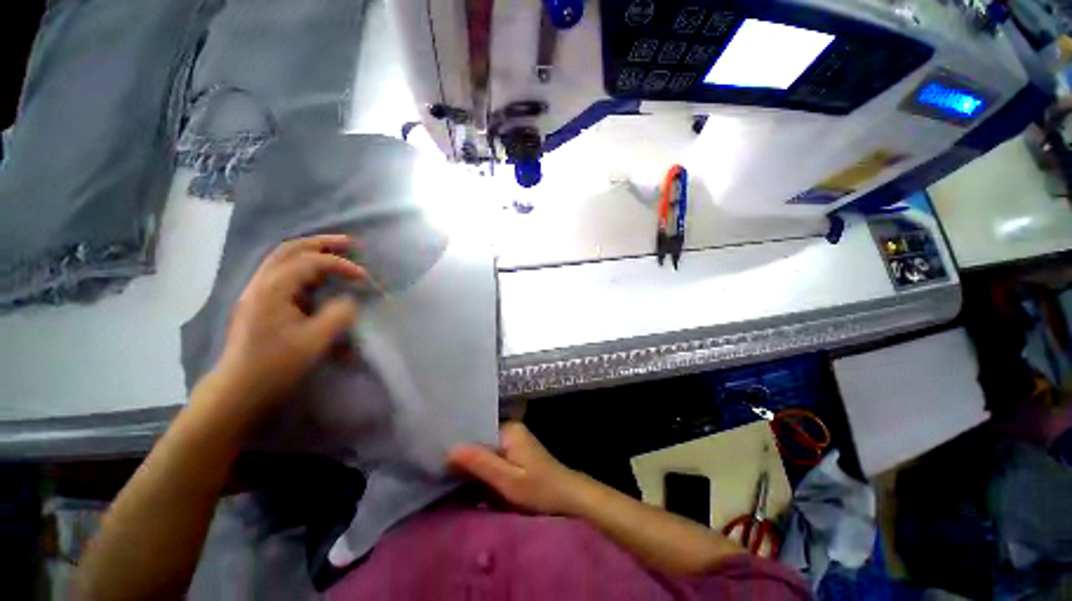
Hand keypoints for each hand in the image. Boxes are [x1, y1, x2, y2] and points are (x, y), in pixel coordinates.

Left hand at [212, 235, 365, 410]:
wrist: (239, 387)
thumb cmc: (277, 365)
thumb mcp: (315, 341)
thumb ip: (339, 314)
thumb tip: (349, 300)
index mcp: (273, 290)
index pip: (310, 263)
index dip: (341, 265)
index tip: (365, 277)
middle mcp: (261, 283)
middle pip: (290, 249)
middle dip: (322, 243)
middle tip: (351, 243)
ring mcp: (257, 291)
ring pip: (283, 258)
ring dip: (312, 250)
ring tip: (338, 251)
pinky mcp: (260, 301)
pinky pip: (283, 271)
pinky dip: (304, 264)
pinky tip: (318, 272)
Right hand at [448, 422, 593, 515]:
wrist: (569, 498)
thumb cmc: (540, 490)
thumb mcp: (508, 480)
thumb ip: (481, 463)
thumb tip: (450, 448)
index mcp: (509, 430)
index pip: (476, 431)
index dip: (458, 445)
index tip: (437, 457)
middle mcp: (510, 431)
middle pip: (480, 440)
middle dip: (463, 456)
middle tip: (438, 470)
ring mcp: (513, 442)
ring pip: (485, 451)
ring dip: (471, 464)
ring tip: (447, 475)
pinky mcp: (515, 455)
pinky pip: (493, 458)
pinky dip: (482, 469)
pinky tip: (468, 481)